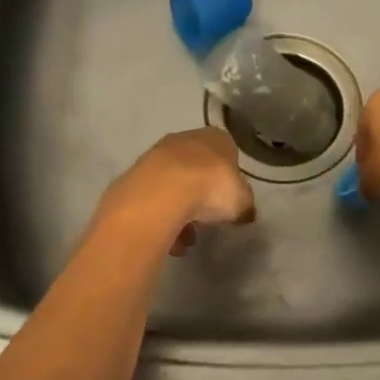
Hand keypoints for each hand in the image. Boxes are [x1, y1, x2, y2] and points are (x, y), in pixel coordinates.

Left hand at [98, 128, 255, 255]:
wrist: (162, 193)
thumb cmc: (211, 188)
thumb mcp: (242, 201)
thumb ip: (244, 204)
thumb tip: (244, 212)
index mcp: (215, 137)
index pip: (227, 153)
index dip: (229, 179)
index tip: (229, 202)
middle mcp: (184, 139)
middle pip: (197, 169)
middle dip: (201, 196)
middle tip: (207, 220)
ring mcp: (156, 156)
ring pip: (174, 186)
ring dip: (180, 213)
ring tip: (186, 240)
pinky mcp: (135, 176)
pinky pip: (155, 201)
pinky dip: (162, 219)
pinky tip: (169, 241)